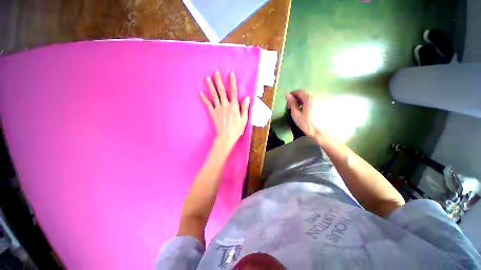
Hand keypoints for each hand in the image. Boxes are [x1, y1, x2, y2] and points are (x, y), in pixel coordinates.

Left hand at [200, 71, 250, 147]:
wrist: (226, 137)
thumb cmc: (237, 129)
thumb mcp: (244, 119)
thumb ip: (245, 108)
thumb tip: (247, 97)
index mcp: (234, 106)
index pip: (234, 92)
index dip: (232, 82)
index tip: (231, 74)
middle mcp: (225, 105)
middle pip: (222, 91)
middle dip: (219, 81)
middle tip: (216, 71)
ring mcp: (218, 109)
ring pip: (214, 95)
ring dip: (210, 86)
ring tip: (207, 78)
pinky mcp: (212, 113)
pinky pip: (208, 105)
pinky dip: (204, 99)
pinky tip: (200, 93)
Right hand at [286, 90, 322, 137]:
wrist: (321, 133)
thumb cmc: (306, 124)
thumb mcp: (296, 114)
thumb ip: (292, 103)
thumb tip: (287, 95)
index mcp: (309, 98)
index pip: (300, 91)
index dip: (292, 94)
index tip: (288, 99)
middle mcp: (317, 97)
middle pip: (305, 94)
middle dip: (297, 98)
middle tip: (290, 106)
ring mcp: (321, 102)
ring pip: (309, 99)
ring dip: (302, 102)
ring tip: (297, 109)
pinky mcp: (323, 106)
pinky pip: (313, 102)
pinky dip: (307, 104)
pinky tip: (304, 111)